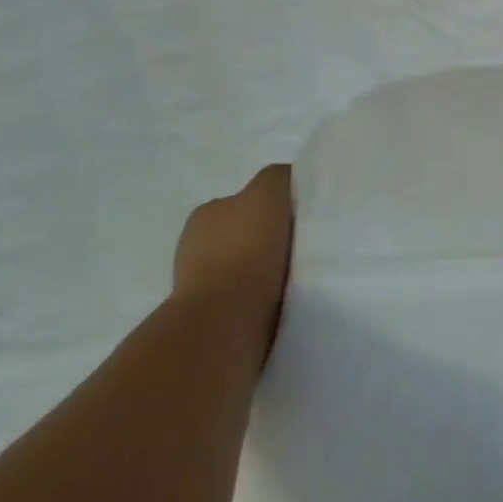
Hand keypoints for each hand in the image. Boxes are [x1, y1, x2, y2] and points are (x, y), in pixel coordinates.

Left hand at [173, 165, 293, 349]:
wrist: (224, 324)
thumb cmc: (246, 251)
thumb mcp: (269, 192)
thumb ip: (280, 178)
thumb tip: (291, 181)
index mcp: (207, 213)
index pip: (248, 201)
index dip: (277, 207)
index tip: (302, 219)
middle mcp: (196, 245)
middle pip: (247, 234)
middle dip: (271, 241)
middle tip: (306, 249)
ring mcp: (199, 286)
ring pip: (247, 270)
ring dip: (268, 274)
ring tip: (299, 280)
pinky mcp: (211, 322)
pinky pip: (247, 301)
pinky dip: (263, 301)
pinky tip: (284, 303)